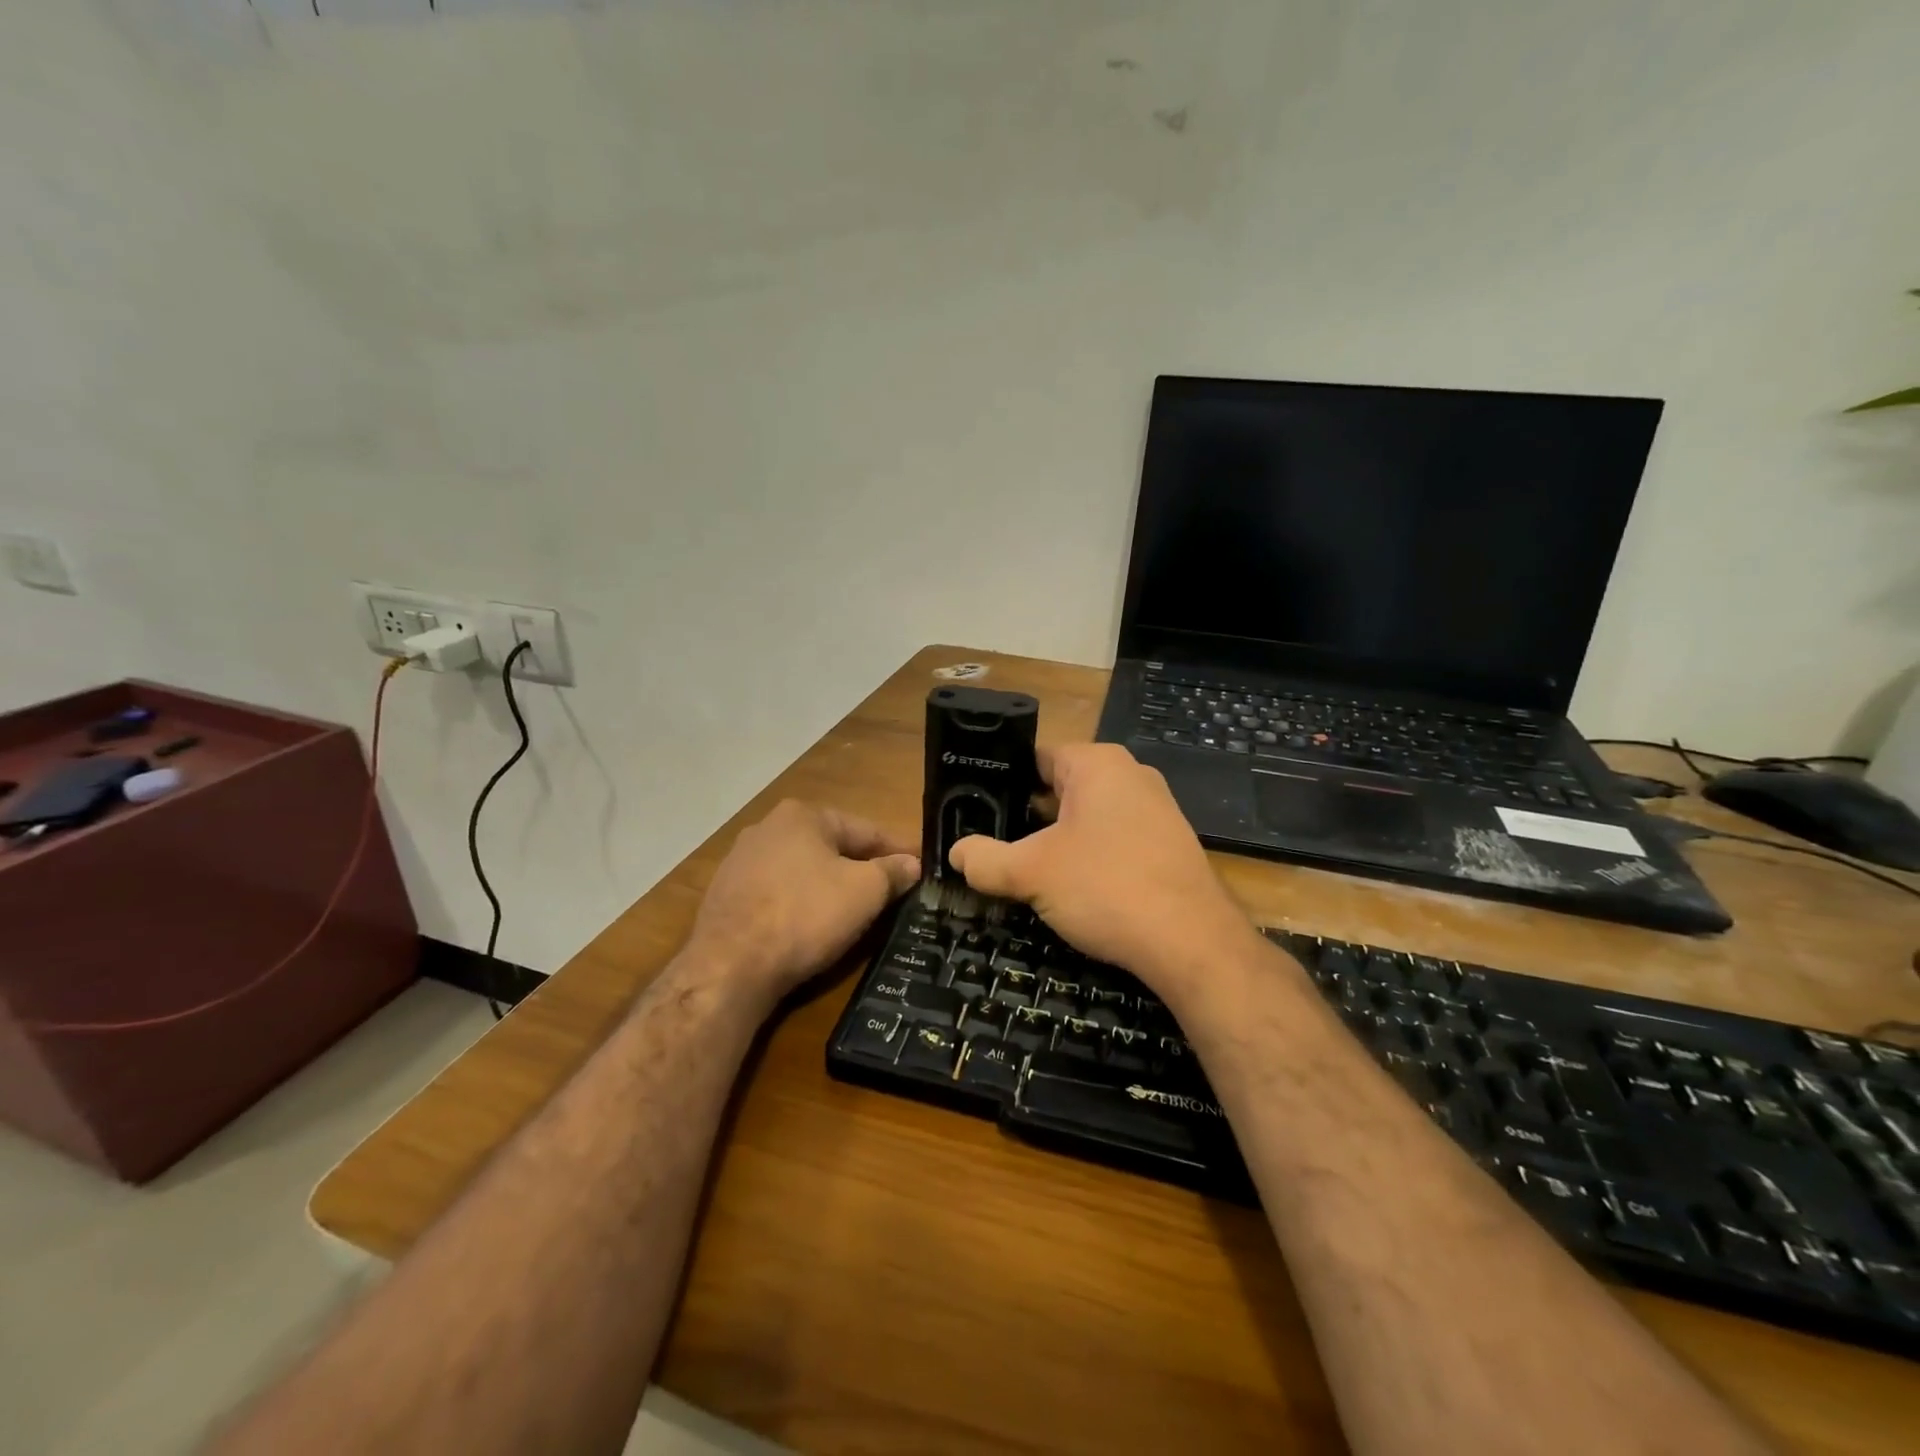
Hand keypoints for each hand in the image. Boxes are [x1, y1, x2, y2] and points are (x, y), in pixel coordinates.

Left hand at [686, 800, 919, 1006]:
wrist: (729, 966)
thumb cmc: (805, 916)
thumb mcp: (864, 892)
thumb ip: (892, 872)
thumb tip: (912, 864)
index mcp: (803, 815)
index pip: (865, 830)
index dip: (897, 851)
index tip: (920, 867)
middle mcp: (767, 827)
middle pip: (831, 847)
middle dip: (861, 867)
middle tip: (892, 890)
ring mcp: (740, 861)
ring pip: (802, 870)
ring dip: (829, 885)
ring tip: (854, 910)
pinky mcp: (724, 895)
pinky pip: (777, 893)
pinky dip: (799, 903)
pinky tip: (810, 926)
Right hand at [948, 743, 1256, 995]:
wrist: (1192, 943)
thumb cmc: (1105, 888)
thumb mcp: (1030, 873)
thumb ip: (985, 859)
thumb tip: (956, 854)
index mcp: (1097, 763)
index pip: (1035, 758)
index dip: (1002, 784)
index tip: (977, 812)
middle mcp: (1131, 774)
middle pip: (1061, 787)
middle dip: (1029, 816)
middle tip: (995, 846)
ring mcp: (1157, 809)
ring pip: (1089, 816)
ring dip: (1059, 840)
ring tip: (1028, 871)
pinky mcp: (1170, 843)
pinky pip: (1116, 839)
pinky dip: (1092, 857)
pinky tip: (1076, 889)